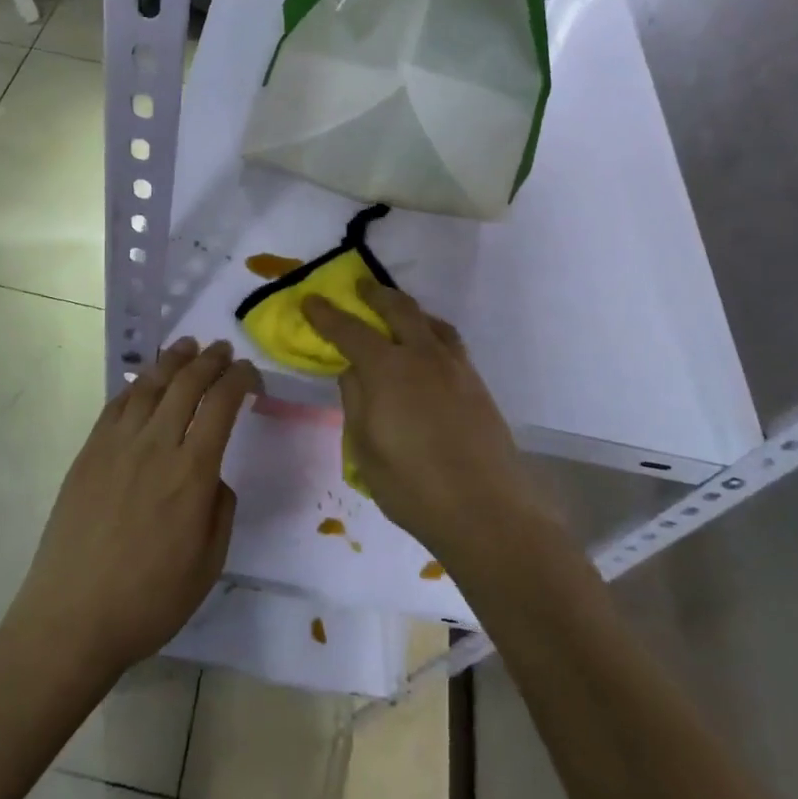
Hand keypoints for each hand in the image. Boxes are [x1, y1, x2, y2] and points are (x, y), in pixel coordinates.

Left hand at [4, 338, 259, 679]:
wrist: (72, 618)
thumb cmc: (149, 600)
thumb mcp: (208, 564)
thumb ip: (220, 509)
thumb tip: (212, 476)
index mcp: (192, 473)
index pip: (222, 405)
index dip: (240, 380)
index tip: (250, 374)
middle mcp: (155, 446)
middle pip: (186, 384)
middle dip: (210, 360)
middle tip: (223, 349)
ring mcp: (116, 445)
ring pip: (149, 385)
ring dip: (173, 360)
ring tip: (187, 346)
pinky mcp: (88, 453)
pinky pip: (116, 405)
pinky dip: (136, 385)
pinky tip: (145, 382)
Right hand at [304, 282, 530, 564]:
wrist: (487, 511)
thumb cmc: (413, 485)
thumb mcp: (365, 447)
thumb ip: (355, 400)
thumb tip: (352, 370)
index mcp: (388, 369)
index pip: (349, 330)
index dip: (327, 314)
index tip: (310, 300)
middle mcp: (423, 356)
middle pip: (398, 309)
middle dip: (375, 294)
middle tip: (360, 286)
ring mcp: (456, 368)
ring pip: (431, 322)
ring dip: (409, 309)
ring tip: (397, 313)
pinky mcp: (477, 385)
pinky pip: (449, 342)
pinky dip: (431, 332)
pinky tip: (427, 350)